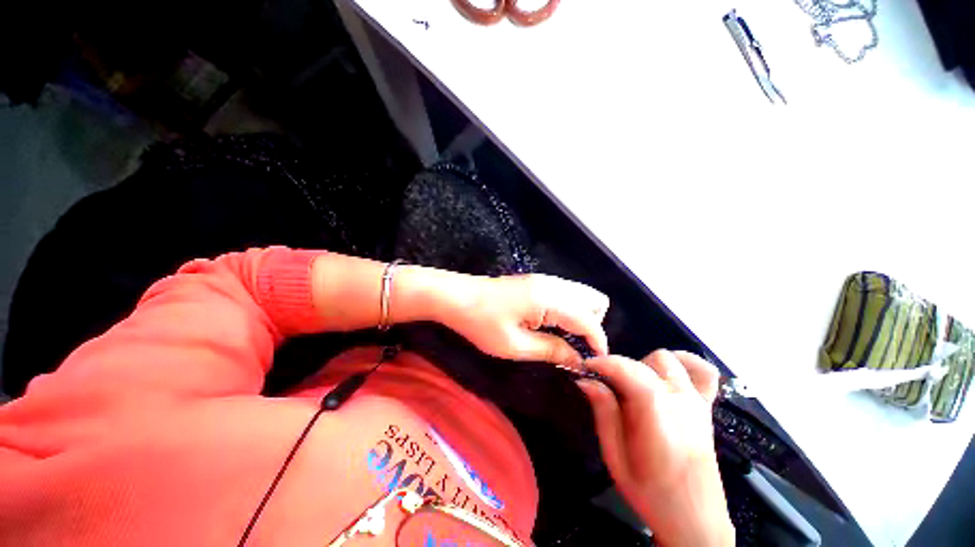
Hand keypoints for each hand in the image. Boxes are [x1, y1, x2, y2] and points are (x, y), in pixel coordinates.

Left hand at [440, 274, 609, 367]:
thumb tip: (578, 359)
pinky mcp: (536, 281)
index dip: (597, 343)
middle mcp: (552, 284)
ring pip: (581, 295)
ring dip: (582, 317)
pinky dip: (569, 310)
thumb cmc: (481, 323)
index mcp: (549, 298)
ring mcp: (544, 280)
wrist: (457, 297)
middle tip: (575, 347)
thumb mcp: (515, 345)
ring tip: (564, 339)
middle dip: (593, 325)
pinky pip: (566, 294)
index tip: (594, 364)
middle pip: (594, 300)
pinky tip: (552, 325)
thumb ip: (551, 350)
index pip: (589, 319)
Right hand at [577, 351, 733, 546]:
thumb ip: (604, 413)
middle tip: (607, 388)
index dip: (603, 362)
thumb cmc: (651, 494)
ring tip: (633, 386)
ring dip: (644, 365)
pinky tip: (668, 374)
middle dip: (619, 368)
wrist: (696, 521)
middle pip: (644, 362)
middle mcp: (680, 400)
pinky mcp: (706, 407)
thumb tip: (586, 380)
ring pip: (668, 360)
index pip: (627, 369)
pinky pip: (703, 372)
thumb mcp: (615, 458)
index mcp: (656, 414)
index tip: (586, 367)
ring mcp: (697, 401)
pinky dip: (685, 363)